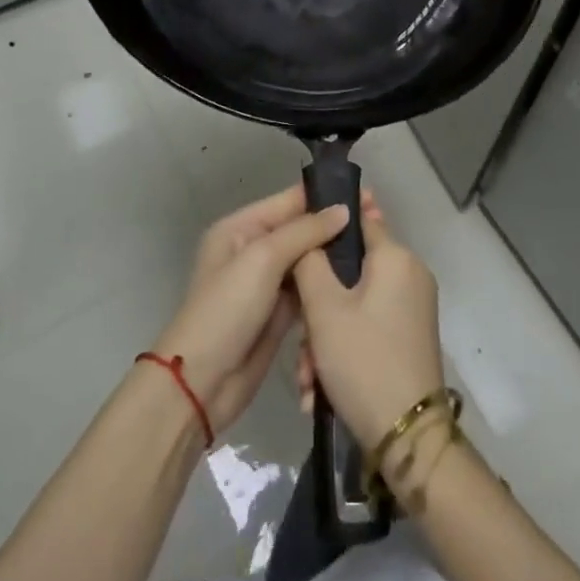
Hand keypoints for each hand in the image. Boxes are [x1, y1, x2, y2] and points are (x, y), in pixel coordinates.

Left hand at [152, 186, 349, 436]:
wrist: (202, 384)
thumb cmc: (227, 310)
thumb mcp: (262, 259)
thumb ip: (304, 231)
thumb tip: (343, 210)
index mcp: (240, 228)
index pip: (289, 201)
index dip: (325, 197)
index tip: (367, 196)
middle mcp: (253, 249)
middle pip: (300, 230)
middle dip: (334, 227)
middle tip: (377, 224)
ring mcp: (266, 283)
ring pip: (307, 260)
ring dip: (333, 257)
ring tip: (373, 249)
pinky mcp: (278, 313)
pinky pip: (307, 289)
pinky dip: (326, 285)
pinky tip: (357, 281)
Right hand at [291, 198, 444, 449]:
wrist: (408, 439)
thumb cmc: (364, 360)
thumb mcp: (324, 309)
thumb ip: (309, 261)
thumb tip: (310, 231)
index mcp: (395, 257)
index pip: (357, 217)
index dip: (325, 223)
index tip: (295, 239)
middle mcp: (409, 274)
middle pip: (350, 270)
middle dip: (318, 305)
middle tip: (300, 341)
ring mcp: (412, 307)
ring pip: (354, 304)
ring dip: (324, 336)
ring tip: (308, 377)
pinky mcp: (409, 337)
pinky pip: (367, 326)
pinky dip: (343, 349)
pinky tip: (320, 388)